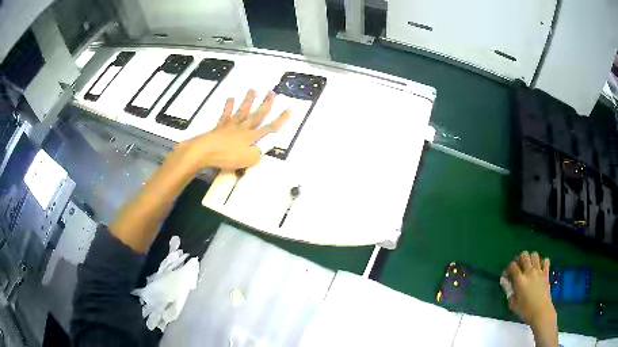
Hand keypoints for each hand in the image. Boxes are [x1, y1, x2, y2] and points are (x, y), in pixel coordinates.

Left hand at [177, 89, 289, 170]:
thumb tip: (259, 149)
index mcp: (252, 137)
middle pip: (257, 114)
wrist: (205, 151)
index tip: (290, 109)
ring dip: (248, 100)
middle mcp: (243, 128)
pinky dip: (228, 107)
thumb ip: (257, 154)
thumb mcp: (248, 160)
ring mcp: (231, 126)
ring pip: (242, 111)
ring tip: (253, 89)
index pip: (269, 127)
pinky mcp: (220, 127)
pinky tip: (231, 98)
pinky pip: (225, 115)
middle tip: (272, 92)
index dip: (280, 119)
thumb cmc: (228, 156)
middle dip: (266, 104)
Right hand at [505, 251, 555, 328]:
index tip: (508, 276)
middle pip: (524, 255)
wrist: (541, 311)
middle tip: (519, 267)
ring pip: (535, 255)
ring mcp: (539, 271)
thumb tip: (505, 282)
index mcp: (519, 280)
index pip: (512, 266)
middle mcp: (529, 272)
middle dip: (520, 259)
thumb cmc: (525, 310)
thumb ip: (509, 291)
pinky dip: (542, 262)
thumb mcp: (513, 304)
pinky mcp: (546, 272)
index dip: (509, 269)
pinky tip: (540, 269)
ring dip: (531, 258)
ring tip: (529, 266)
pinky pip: (545, 260)